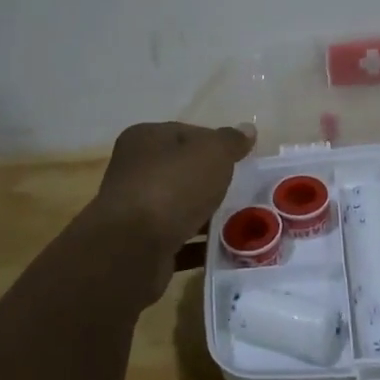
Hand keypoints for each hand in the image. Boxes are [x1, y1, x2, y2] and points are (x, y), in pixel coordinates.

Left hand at [93, 120, 254, 253]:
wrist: (133, 249)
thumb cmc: (172, 187)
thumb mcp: (212, 153)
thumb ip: (230, 141)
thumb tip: (247, 129)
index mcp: (145, 139)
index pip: (188, 133)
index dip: (216, 145)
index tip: (241, 161)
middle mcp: (134, 170)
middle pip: (184, 171)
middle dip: (213, 182)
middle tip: (243, 192)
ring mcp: (135, 209)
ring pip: (181, 207)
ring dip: (207, 215)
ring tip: (241, 222)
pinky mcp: (141, 244)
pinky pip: (179, 239)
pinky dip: (200, 244)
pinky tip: (225, 249)